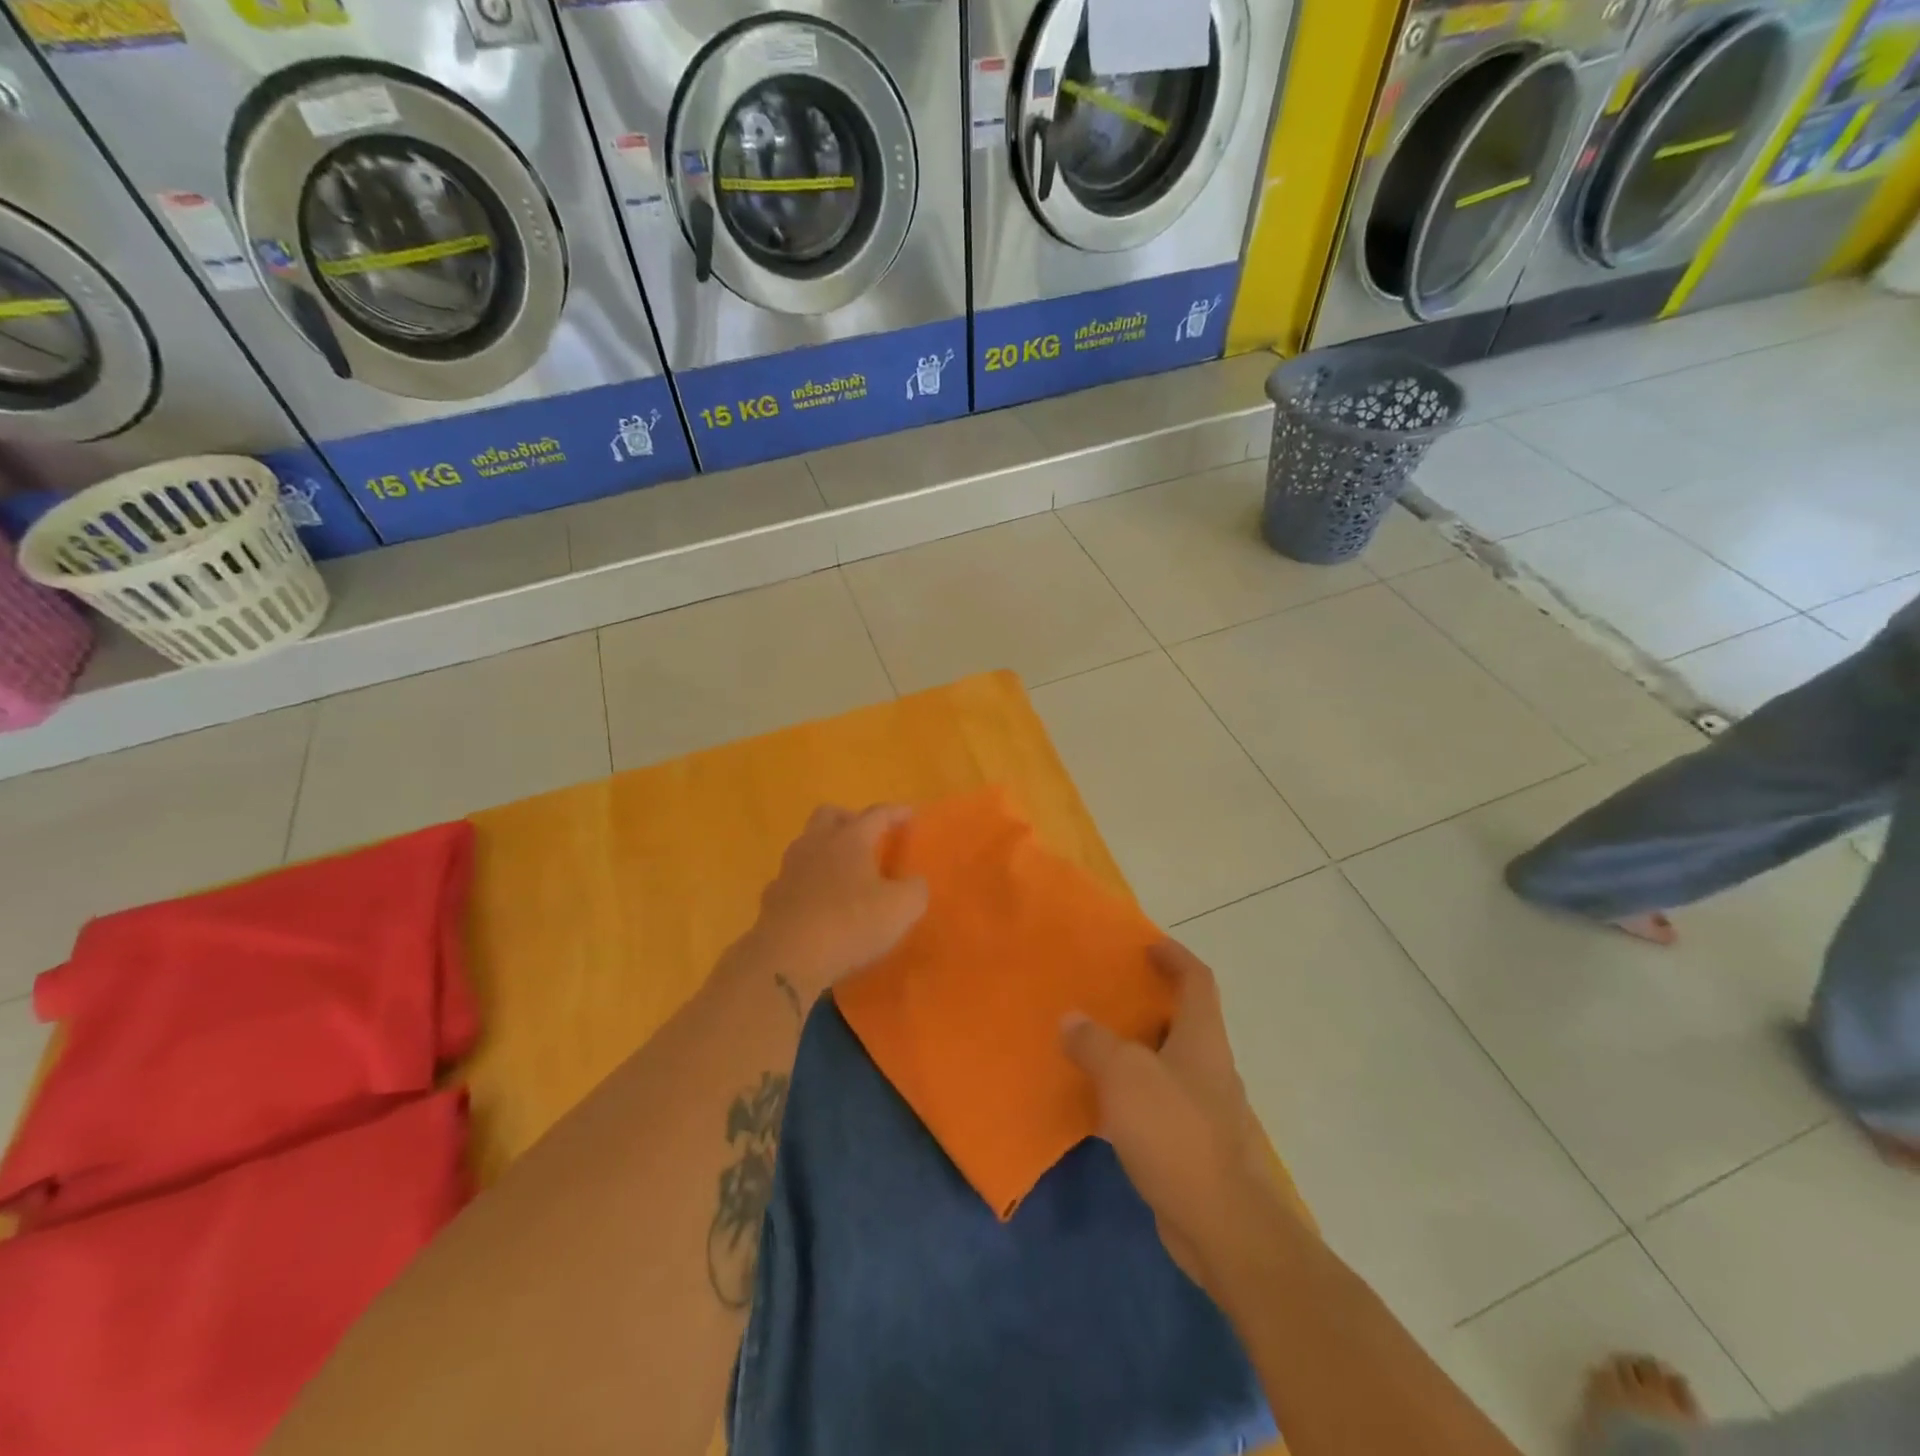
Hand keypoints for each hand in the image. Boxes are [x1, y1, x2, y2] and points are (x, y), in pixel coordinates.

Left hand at [746, 805, 928, 1004]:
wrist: (788, 958)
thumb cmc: (851, 924)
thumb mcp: (901, 908)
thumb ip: (915, 889)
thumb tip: (914, 884)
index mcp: (850, 839)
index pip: (876, 814)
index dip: (896, 812)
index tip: (910, 814)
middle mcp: (816, 845)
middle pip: (829, 814)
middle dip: (849, 819)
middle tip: (867, 836)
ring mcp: (789, 870)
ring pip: (805, 844)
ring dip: (824, 849)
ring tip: (842, 871)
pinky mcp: (772, 898)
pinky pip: (791, 879)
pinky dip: (805, 883)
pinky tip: (816, 901)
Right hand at [1062, 941, 1273, 1294]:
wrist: (1224, 1226)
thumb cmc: (1177, 1133)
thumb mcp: (1125, 1076)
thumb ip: (1094, 1042)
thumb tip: (1071, 1019)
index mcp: (1201, 1037)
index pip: (1197, 979)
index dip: (1174, 956)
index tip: (1146, 944)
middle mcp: (1209, 1066)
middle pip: (1181, 1019)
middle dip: (1146, 1003)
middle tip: (1104, 994)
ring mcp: (1204, 1108)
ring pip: (1166, 1063)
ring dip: (1134, 1051)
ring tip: (1092, 1044)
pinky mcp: (1192, 1146)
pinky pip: (1157, 1104)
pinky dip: (1131, 1095)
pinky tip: (1100, 1105)